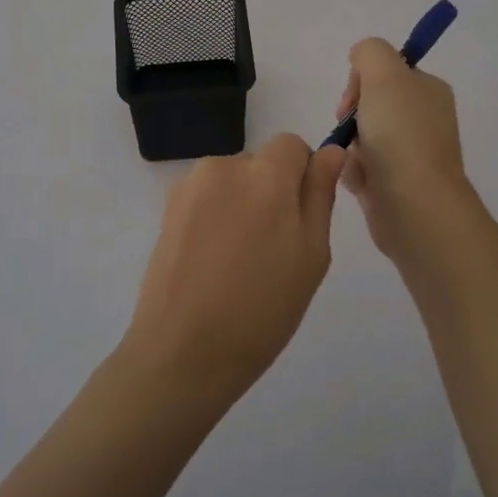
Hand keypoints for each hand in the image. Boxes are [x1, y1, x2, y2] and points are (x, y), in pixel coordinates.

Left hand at [123, 134, 346, 404]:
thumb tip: (331, 151)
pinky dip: (215, 217)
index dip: (302, 176)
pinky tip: (211, 262)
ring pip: (232, 181)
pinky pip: (206, 198)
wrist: (183, 351)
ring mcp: (189, 186)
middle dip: (271, 192)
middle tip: (271, 250)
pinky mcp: (167, 208)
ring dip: (241, 204)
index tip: (300, 219)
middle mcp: (224, 166)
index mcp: (265, 175)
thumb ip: (320, 194)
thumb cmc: (262, 309)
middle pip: (260, 164)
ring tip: (238, 261)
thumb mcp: (311, 255)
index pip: (292, 145)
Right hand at [336, 38, 472, 258]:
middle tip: (350, 128)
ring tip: (355, 162)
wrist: (415, 206)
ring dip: (349, 146)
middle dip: (351, 116)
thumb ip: (370, 52)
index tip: (353, 100)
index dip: (361, 81)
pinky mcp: (395, 183)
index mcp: (428, 90)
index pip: (385, 71)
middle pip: (369, 104)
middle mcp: (423, 118)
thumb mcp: (385, 74)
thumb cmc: (400, 135)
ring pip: (361, 137)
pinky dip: (353, 173)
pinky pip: (360, 168)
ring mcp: (410, 153)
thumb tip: (360, 62)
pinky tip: (359, 182)